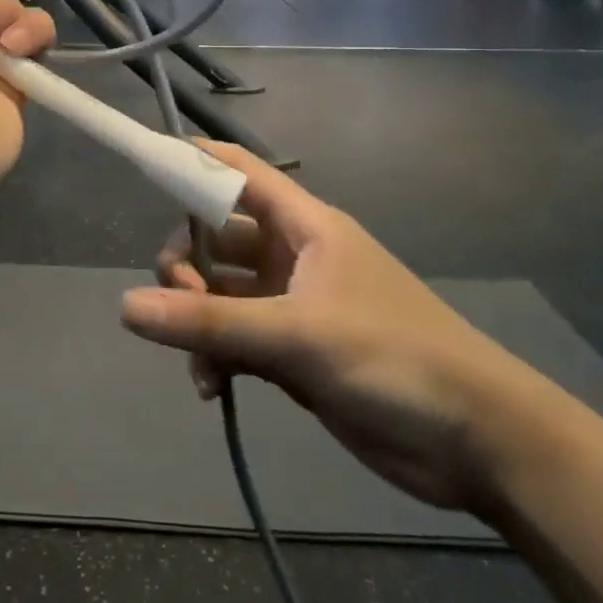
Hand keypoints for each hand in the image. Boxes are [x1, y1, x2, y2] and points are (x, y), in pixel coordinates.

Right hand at [120, 143, 551, 513]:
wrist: (476, 440)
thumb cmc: (393, 358)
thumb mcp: (297, 335)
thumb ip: (210, 323)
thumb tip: (125, 308)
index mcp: (304, 226)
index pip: (237, 173)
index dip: (192, 162)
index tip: (144, 167)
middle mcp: (293, 257)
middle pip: (216, 237)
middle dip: (187, 267)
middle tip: (181, 305)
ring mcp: (292, 306)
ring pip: (220, 295)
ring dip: (198, 322)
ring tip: (200, 362)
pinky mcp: (294, 353)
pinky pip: (235, 340)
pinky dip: (216, 358)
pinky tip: (212, 388)